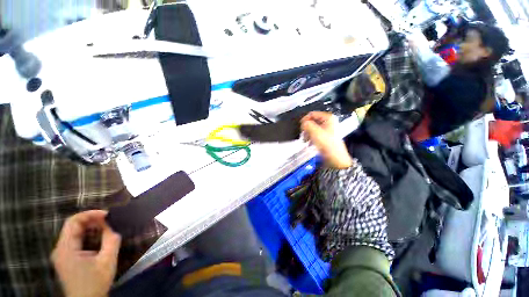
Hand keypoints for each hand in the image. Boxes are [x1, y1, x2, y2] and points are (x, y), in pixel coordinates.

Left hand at [51, 210, 120, 296]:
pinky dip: (86, 235)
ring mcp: (61, 255)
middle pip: (72, 226)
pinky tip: (97, 237)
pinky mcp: (65, 259)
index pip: (73, 221)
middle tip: (109, 219)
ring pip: (73, 233)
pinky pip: (74, 241)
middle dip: (91, 220)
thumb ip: (111, 241)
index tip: (107, 214)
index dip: (90, 214)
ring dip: (89, 227)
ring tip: (105, 226)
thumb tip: (113, 226)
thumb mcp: (107, 261)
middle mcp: (60, 249)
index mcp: (66, 248)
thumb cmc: (95, 283)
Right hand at [301, 112, 353, 168]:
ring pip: (312, 129)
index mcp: (328, 118)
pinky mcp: (325, 137)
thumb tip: (303, 124)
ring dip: (307, 134)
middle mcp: (328, 123)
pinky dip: (311, 138)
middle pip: (312, 122)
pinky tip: (309, 143)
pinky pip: (315, 135)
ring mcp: (327, 130)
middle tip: (303, 134)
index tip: (301, 126)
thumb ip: (306, 125)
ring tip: (306, 139)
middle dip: (306, 128)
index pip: (312, 114)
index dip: (305, 120)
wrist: (335, 157)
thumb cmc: (328, 145)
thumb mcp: (315, 132)